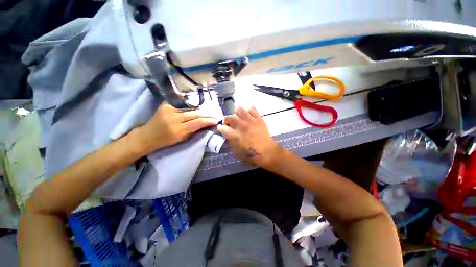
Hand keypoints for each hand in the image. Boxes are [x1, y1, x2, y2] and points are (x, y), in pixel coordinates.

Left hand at [136, 104, 218, 154]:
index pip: (198, 122)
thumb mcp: (182, 138)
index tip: (216, 120)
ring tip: (209, 111)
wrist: (148, 135)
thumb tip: (205, 124)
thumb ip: (194, 130)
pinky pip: (182, 105)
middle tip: (215, 114)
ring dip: (201, 109)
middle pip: (195, 113)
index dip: (208, 120)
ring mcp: (169, 109)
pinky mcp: (165, 104)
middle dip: (207, 114)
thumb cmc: (166, 140)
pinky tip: (198, 107)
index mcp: (178, 130)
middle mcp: (174, 118)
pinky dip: (191, 107)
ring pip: (190, 108)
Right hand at [217, 106, 282, 166]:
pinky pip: (252, 109)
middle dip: (226, 120)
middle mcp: (242, 126)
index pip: (222, 128)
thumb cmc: (252, 155)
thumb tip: (227, 134)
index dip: (220, 128)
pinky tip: (248, 116)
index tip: (221, 128)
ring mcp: (251, 121)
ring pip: (240, 109)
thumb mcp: (237, 152)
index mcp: (235, 136)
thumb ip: (230, 141)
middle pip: (229, 117)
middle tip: (229, 123)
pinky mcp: (258, 118)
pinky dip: (248, 111)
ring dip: (237, 113)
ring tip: (239, 118)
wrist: (267, 152)